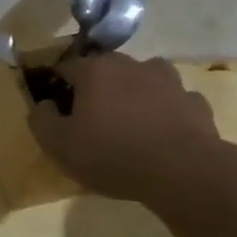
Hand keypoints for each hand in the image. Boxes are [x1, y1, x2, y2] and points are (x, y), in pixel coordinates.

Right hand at [28, 52, 223, 203]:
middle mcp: (132, 65)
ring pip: (143, 79)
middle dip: (96, 87)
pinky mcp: (195, 102)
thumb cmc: (112, 154)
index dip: (57, 84)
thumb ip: (41, 120)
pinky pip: (173, 101)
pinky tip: (162, 133)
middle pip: (106, 69)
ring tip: (130, 121)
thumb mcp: (59, 145)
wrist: (182, 171)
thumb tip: (43, 104)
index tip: (55, 106)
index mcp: (95, 71)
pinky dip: (165, 111)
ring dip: (134, 93)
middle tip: (91, 117)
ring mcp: (168, 81)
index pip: (66, 66)